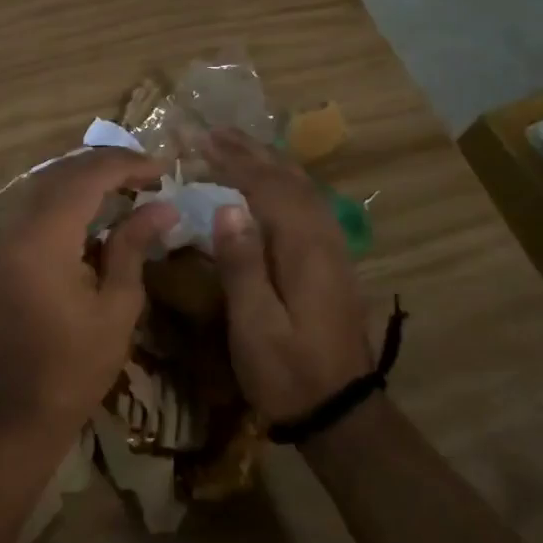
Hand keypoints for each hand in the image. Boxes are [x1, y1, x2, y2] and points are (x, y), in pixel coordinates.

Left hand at [0, 149, 177, 428]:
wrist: (22, 405)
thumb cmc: (78, 364)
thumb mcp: (118, 305)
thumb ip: (133, 246)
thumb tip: (163, 206)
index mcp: (45, 240)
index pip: (86, 177)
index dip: (126, 165)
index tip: (163, 170)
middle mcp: (19, 228)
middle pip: (62, 172)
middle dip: (106, 164)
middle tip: (149, 172)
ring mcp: (7, 239)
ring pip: (46, 184)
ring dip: (86, 176)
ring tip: (129, 182)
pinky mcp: (6, 251)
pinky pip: (37, 204)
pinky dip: (68, 195)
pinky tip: (97, 205)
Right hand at [205, 128, 371, 424]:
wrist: (341, 411)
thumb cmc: (288, 372)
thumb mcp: (256, 326)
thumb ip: (242, 265)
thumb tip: (227, 207)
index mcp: (303, 250)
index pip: (267, 189)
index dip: (234, 161)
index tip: (201, 139)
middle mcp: (324, 239)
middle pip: (289, 181)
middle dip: (251, 152)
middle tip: (215, 131)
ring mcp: (333, 250)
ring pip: (304, 190)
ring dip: (269, 163)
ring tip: (238, 146)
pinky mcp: (332, 263)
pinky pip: (309, 206)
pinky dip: (285, 183)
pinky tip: (273, 185)